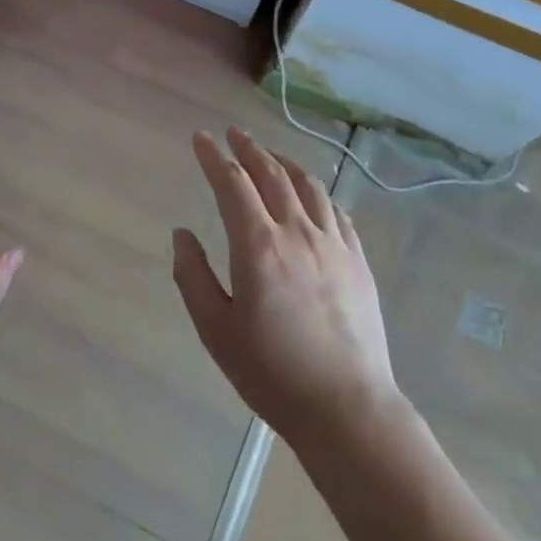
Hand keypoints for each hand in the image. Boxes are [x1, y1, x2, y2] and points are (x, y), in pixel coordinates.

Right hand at [170, 128, 399, 442]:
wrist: (347, 407)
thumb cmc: (271, 372)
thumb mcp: (215, 329)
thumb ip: (193, 276)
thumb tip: (182, 234)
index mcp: (258, 245)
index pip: (231, 183)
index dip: (213, 157)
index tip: (200, 138)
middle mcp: (298, 232)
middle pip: (272, 174)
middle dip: (249, 149)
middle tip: (233, 133)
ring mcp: (334, 244)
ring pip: (308, 186)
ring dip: (284, 163)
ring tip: (269, 156)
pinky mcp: (359, 261)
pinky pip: (337, 211)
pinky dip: (317, 193)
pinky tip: (312, 196)